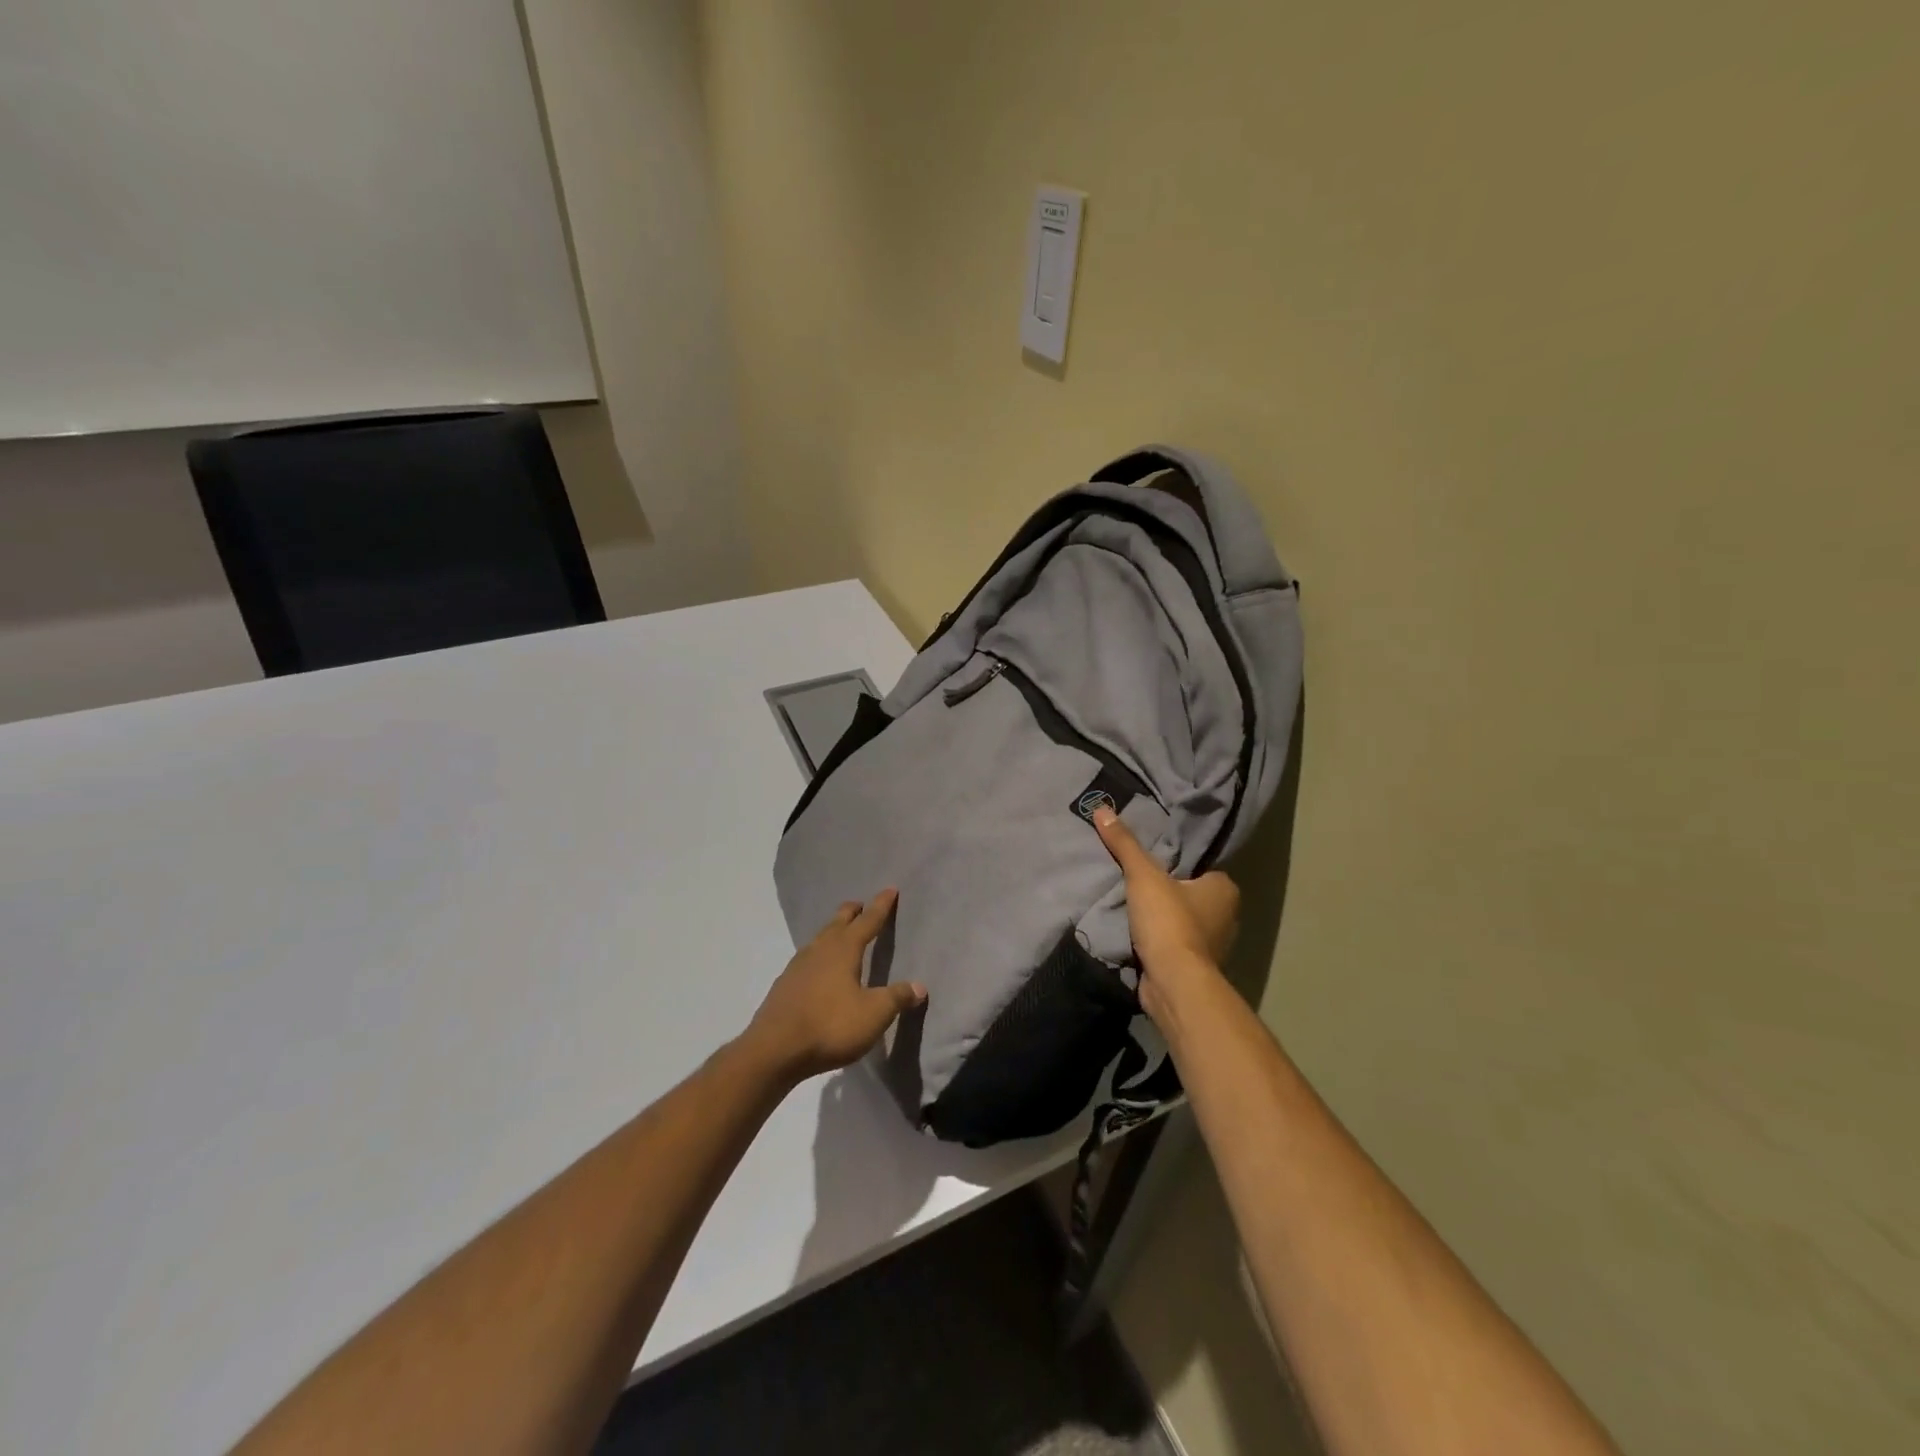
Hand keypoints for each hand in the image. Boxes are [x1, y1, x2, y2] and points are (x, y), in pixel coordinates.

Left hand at [743, 890, 926, 1082]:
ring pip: (820, 938)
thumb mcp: (874, 1014)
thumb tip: (919, 987)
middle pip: (838, 921)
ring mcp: (798, 965)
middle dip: (853, 911)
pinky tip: (819, 969)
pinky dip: (819, 954)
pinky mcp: (785, 985)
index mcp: (844, 949)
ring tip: (842, 934)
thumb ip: (897, 998)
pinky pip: (807, 958)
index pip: (868, 920)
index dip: (881, 905)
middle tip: (862, 906)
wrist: (774, 1050)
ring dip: (833, 931)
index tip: (890, 889)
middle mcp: (820, 949)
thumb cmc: (830, 1025)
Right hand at [1091, 805, 1239, 1025]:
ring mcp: (1214, 944)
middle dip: (1168, 891)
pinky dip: (1160, 940)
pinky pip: (1176, 943)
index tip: (1151, 862)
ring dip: (1163, 918)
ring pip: (1184, 920)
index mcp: (1224, 888)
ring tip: (1132, 907)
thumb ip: (1124, 844)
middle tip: (1136, 881)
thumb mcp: (1143, 875)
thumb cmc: (1169, 922)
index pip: (1200, 866)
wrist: (1173, 983)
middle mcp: (1227, 915)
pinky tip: (1138, 935)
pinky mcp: (1197, 967)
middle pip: (1191, 893)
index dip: (1176, 863)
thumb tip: (1102, 808)